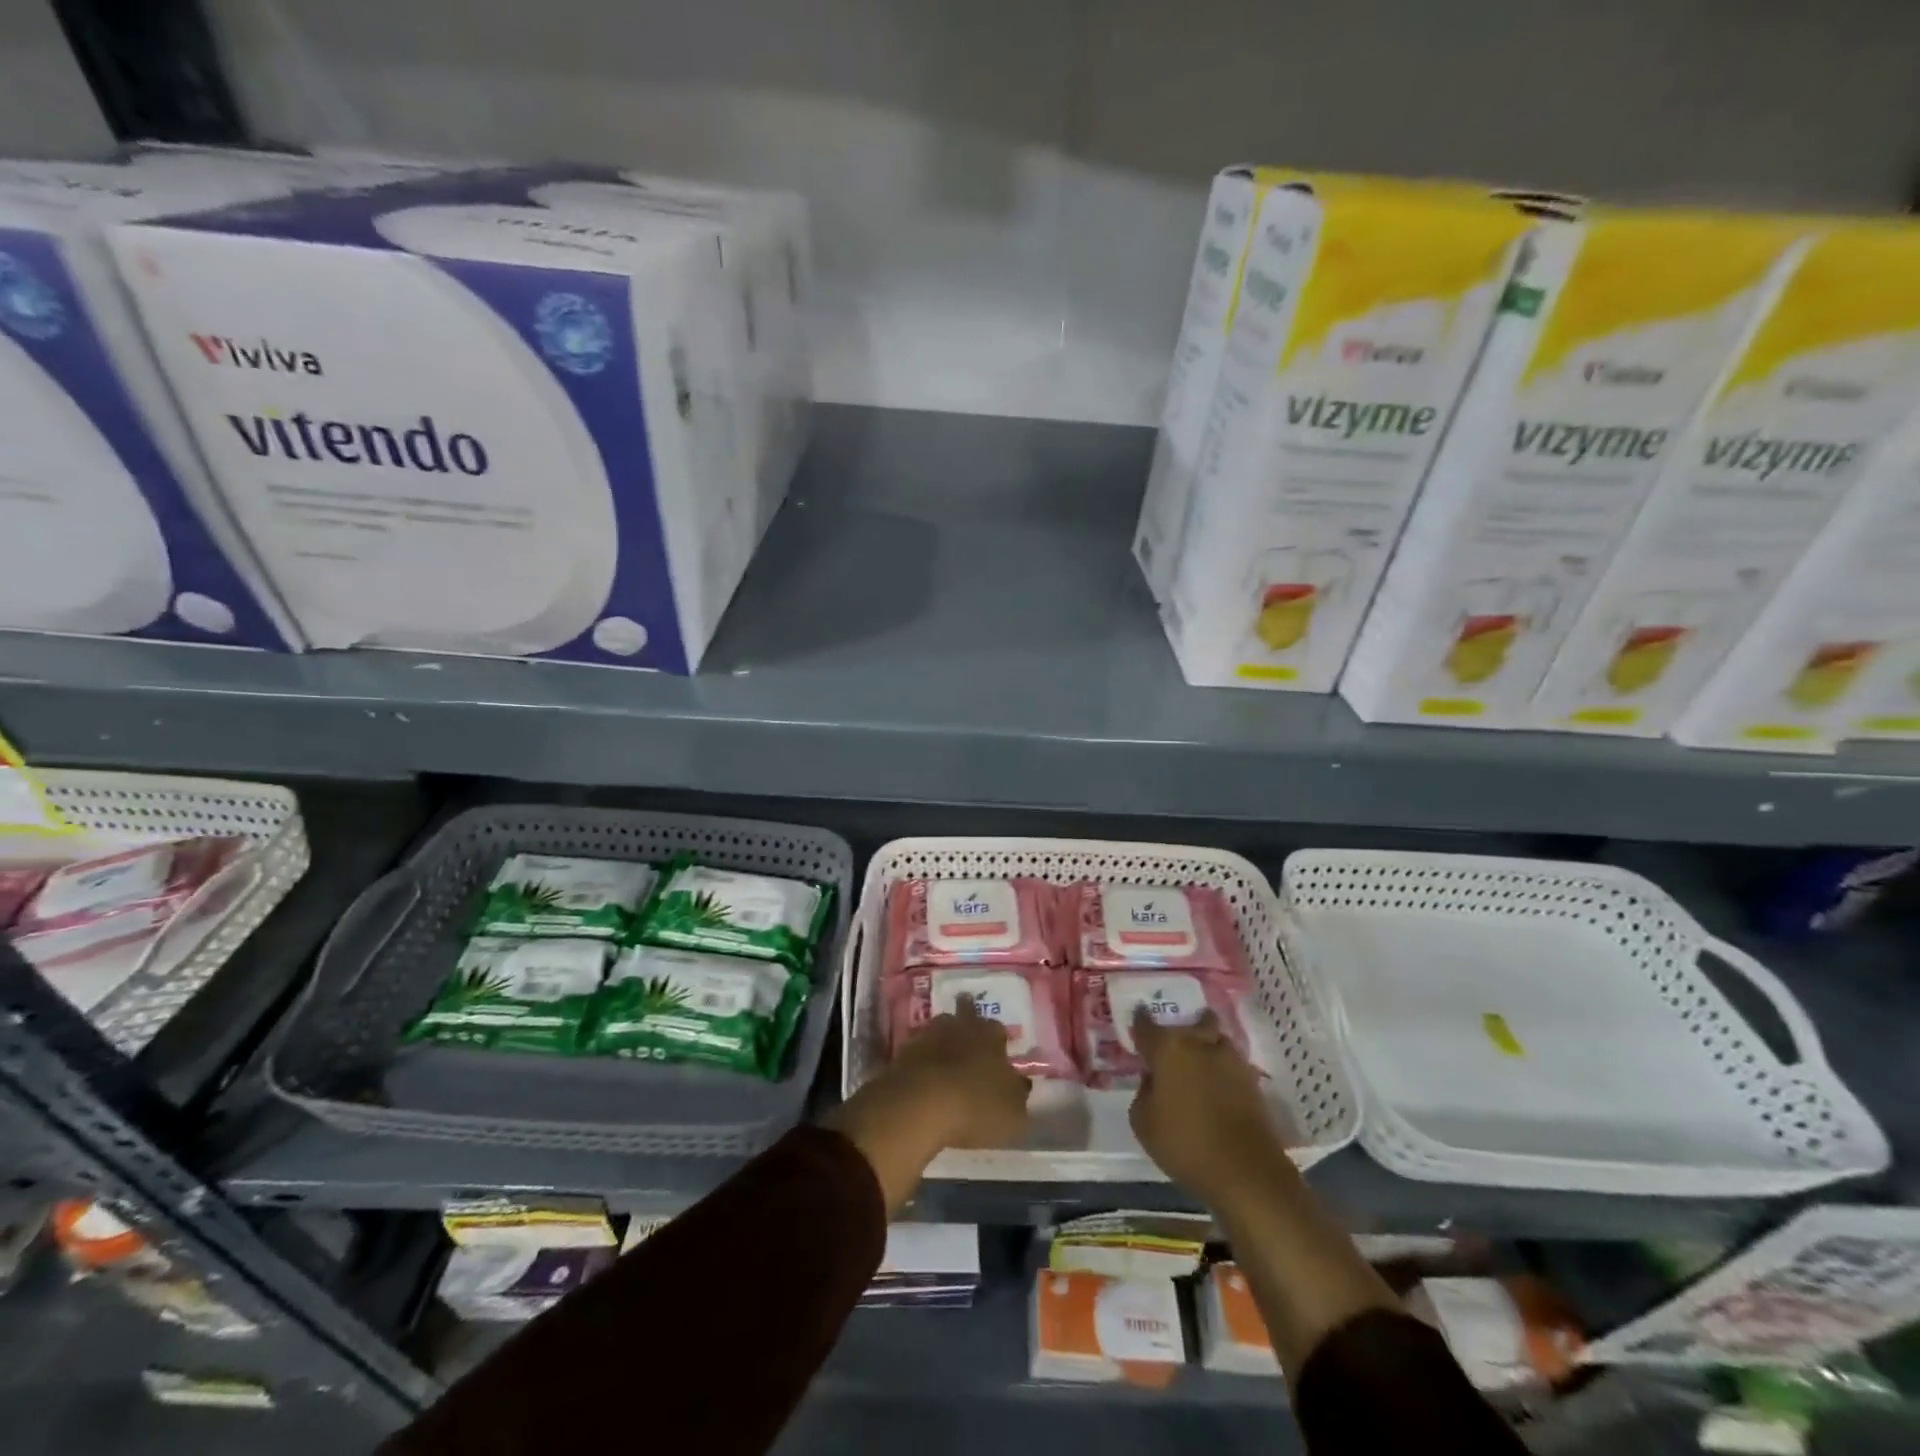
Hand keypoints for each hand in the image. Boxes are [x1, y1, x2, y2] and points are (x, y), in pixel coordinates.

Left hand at [827, 997, 1030, 1208]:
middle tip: (968, 1035)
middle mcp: (961, 1027)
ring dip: (943, 1039)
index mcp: (991, 1037)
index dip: (998, 1040)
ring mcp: (929, 1036)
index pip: (998, 1029)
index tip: (998, 1052)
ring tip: (945, 1056)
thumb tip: (1018, 1084)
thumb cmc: (977, 1107)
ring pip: (939, 1029)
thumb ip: (1017, 1096)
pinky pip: (918, 1051)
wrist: (921, 1104)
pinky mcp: (903, 1052)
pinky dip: (922, 1060)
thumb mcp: (1013, 1114)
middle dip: (967, 1022)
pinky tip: (924, 1075)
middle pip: (965, 1015)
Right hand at [1129, 1008, 1289, 1209]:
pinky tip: (1216, 1085)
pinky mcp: (1251, 1079)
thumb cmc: (1184, 1143)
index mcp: (1168, 1048)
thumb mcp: (1142, 1122)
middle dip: (1183, 1029)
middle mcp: (1199, 1043)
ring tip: (1199, 1064)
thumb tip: (1154, 1079)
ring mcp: (1230, 1059)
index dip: (1140, 1023)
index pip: (1146, 1024)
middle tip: (1174, 1046)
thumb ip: (1144, 1091)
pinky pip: (1231, 1063)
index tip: (1137, 1025)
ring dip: (1207, 1046)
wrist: (1245, 1170)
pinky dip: (1222, 1069)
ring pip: (1216, 1039)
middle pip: (1192, 1022)